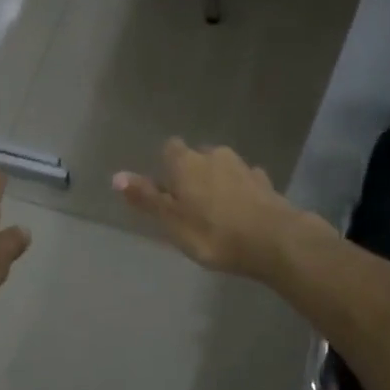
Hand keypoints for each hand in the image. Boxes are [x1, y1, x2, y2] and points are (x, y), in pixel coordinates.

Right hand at [113, 139, 306, 277]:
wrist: (273, 240)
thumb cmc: (212, 232)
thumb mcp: (171, 221)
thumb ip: (145, 197)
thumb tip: (116, 176)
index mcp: (186, 162)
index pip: (170, 149)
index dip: (167, 166)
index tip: (166, 189)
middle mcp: (214, 155)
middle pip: (198, 157)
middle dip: (193, 174)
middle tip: (190, 204)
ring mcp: (243, 167)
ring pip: (223, 168)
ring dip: (218, 182)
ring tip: (217, 210)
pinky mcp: (265, 183)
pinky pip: (246, 181)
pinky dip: (241, 192)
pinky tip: (243, 211)